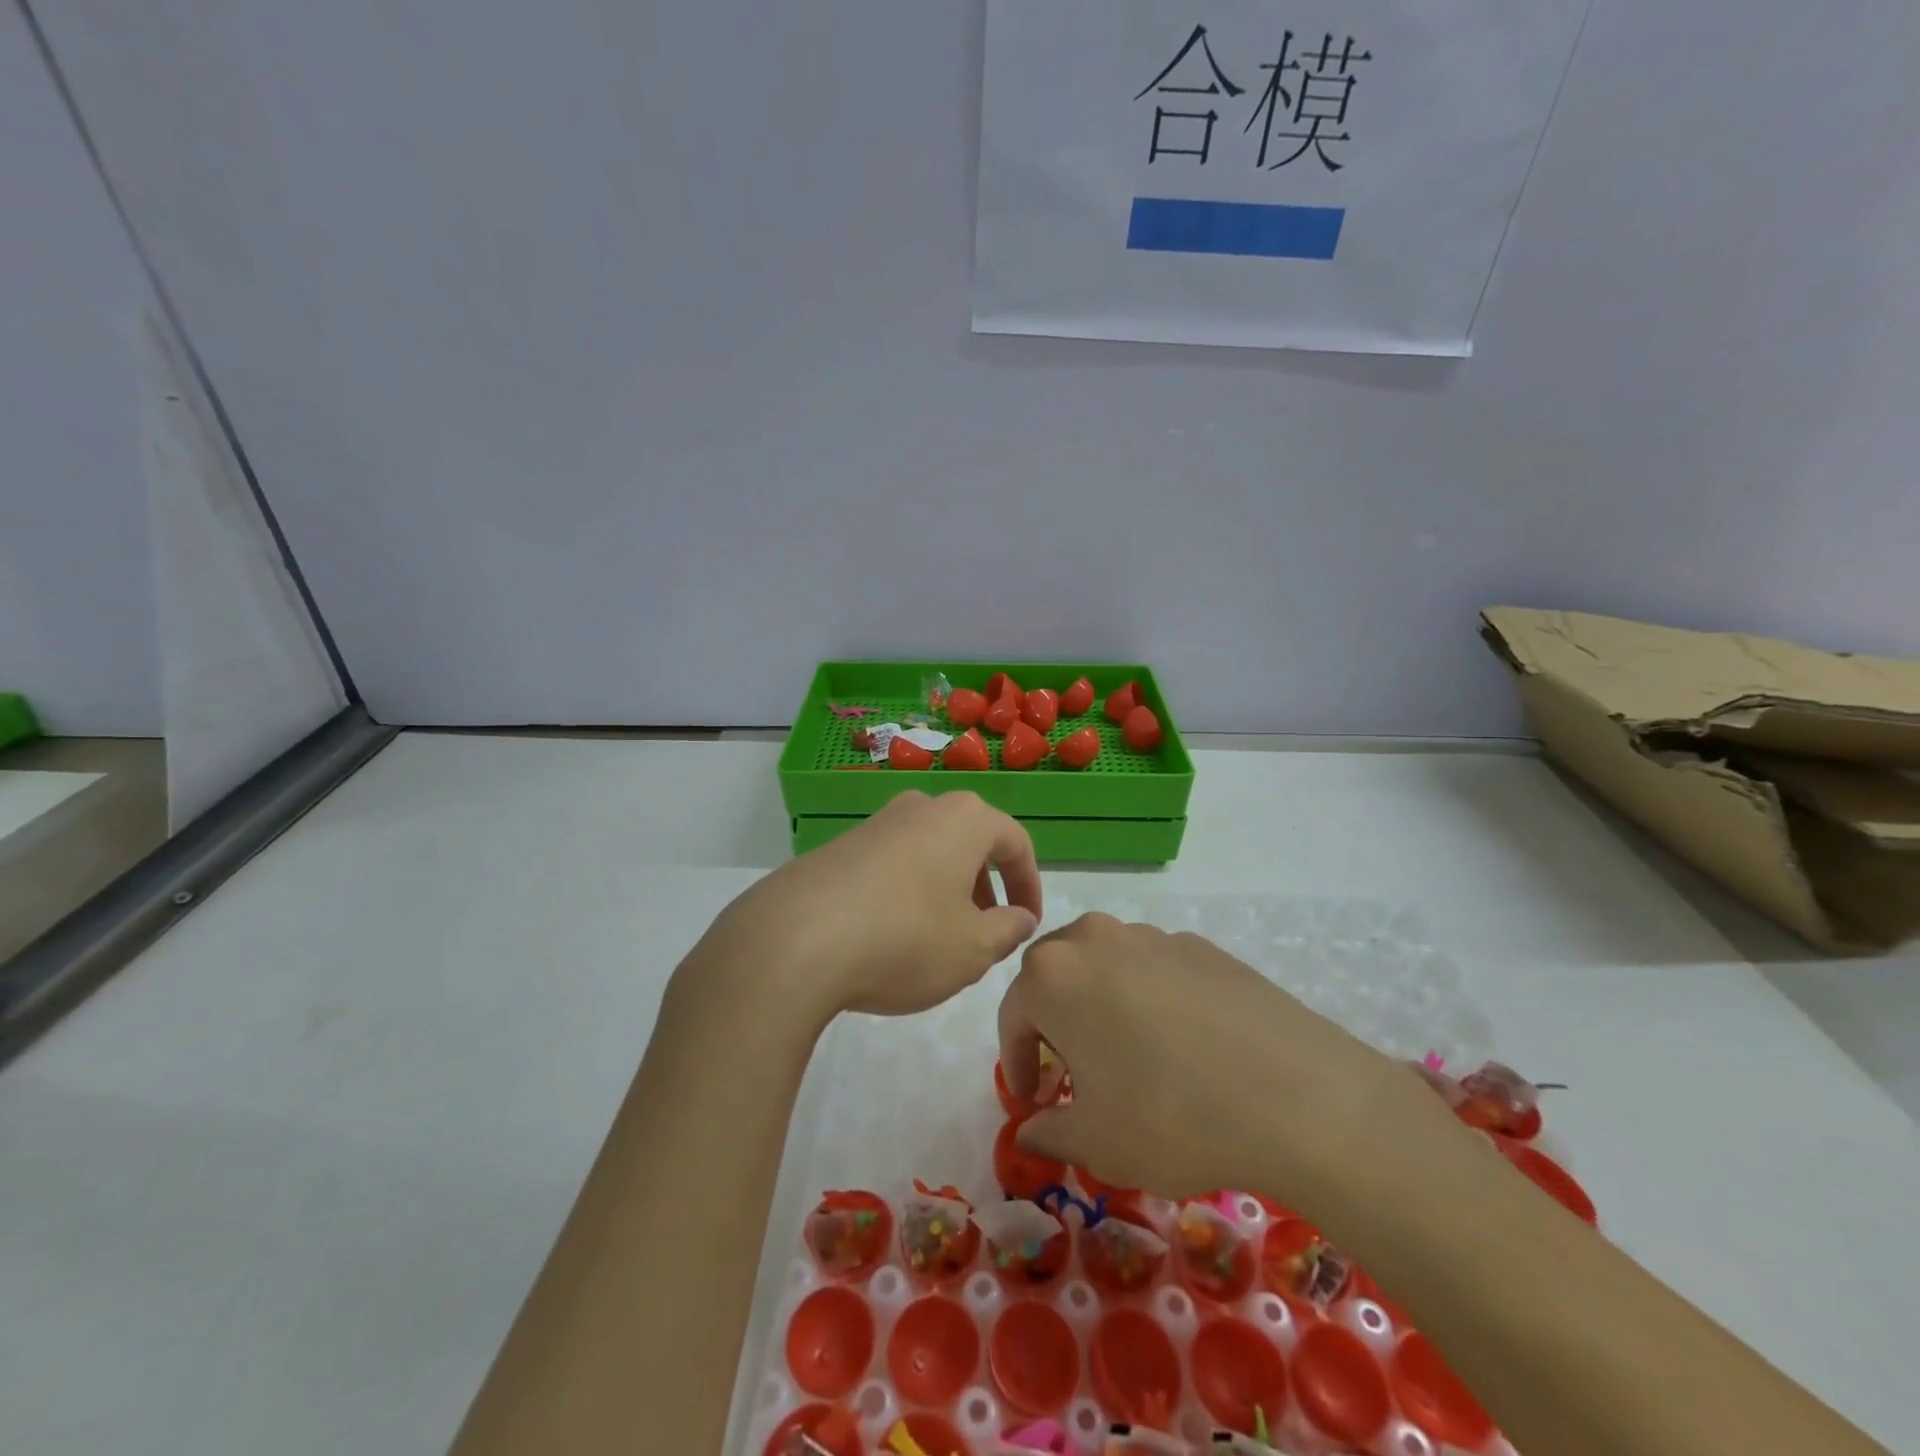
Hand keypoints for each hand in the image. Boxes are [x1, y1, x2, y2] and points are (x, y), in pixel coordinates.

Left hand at [682, 791, 1042, 1025]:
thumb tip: (1018, 917)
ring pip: (929, 851)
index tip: (1028, 924)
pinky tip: (892, 935)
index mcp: (963, 820)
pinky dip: (907, 892)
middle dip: (986, 887)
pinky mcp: (839, 846)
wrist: (794, 940)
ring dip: (946, 889)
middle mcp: (921, 807)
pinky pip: (891, 864)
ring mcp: (875, 823)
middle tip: (988, 932)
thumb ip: (1008, 930)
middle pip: (969, 842)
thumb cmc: (904, 939)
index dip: (1029, 885)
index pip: (1015, 842)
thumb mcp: (973, 949)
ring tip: (941, 938)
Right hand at [998, 914, 1449, 1214]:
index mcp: (1053, 976)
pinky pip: (1155, 969)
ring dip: (1101, 1006)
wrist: (1295, 1094)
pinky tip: (1184, 1046)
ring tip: (1130, 1059)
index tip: (1034, 1101)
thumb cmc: (1170, 1116)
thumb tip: (1030, 1132)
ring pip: (1105, 966)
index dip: (1016, 1062)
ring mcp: (1152, 936)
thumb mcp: (1096, 1142)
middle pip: (1055, 976)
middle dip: (1054, 1023)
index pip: (1013, 1014)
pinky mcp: (1200, 945)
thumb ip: (1050, 1132)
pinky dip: (1150, 1000)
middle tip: (1074, 1073)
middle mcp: (1095, 940)